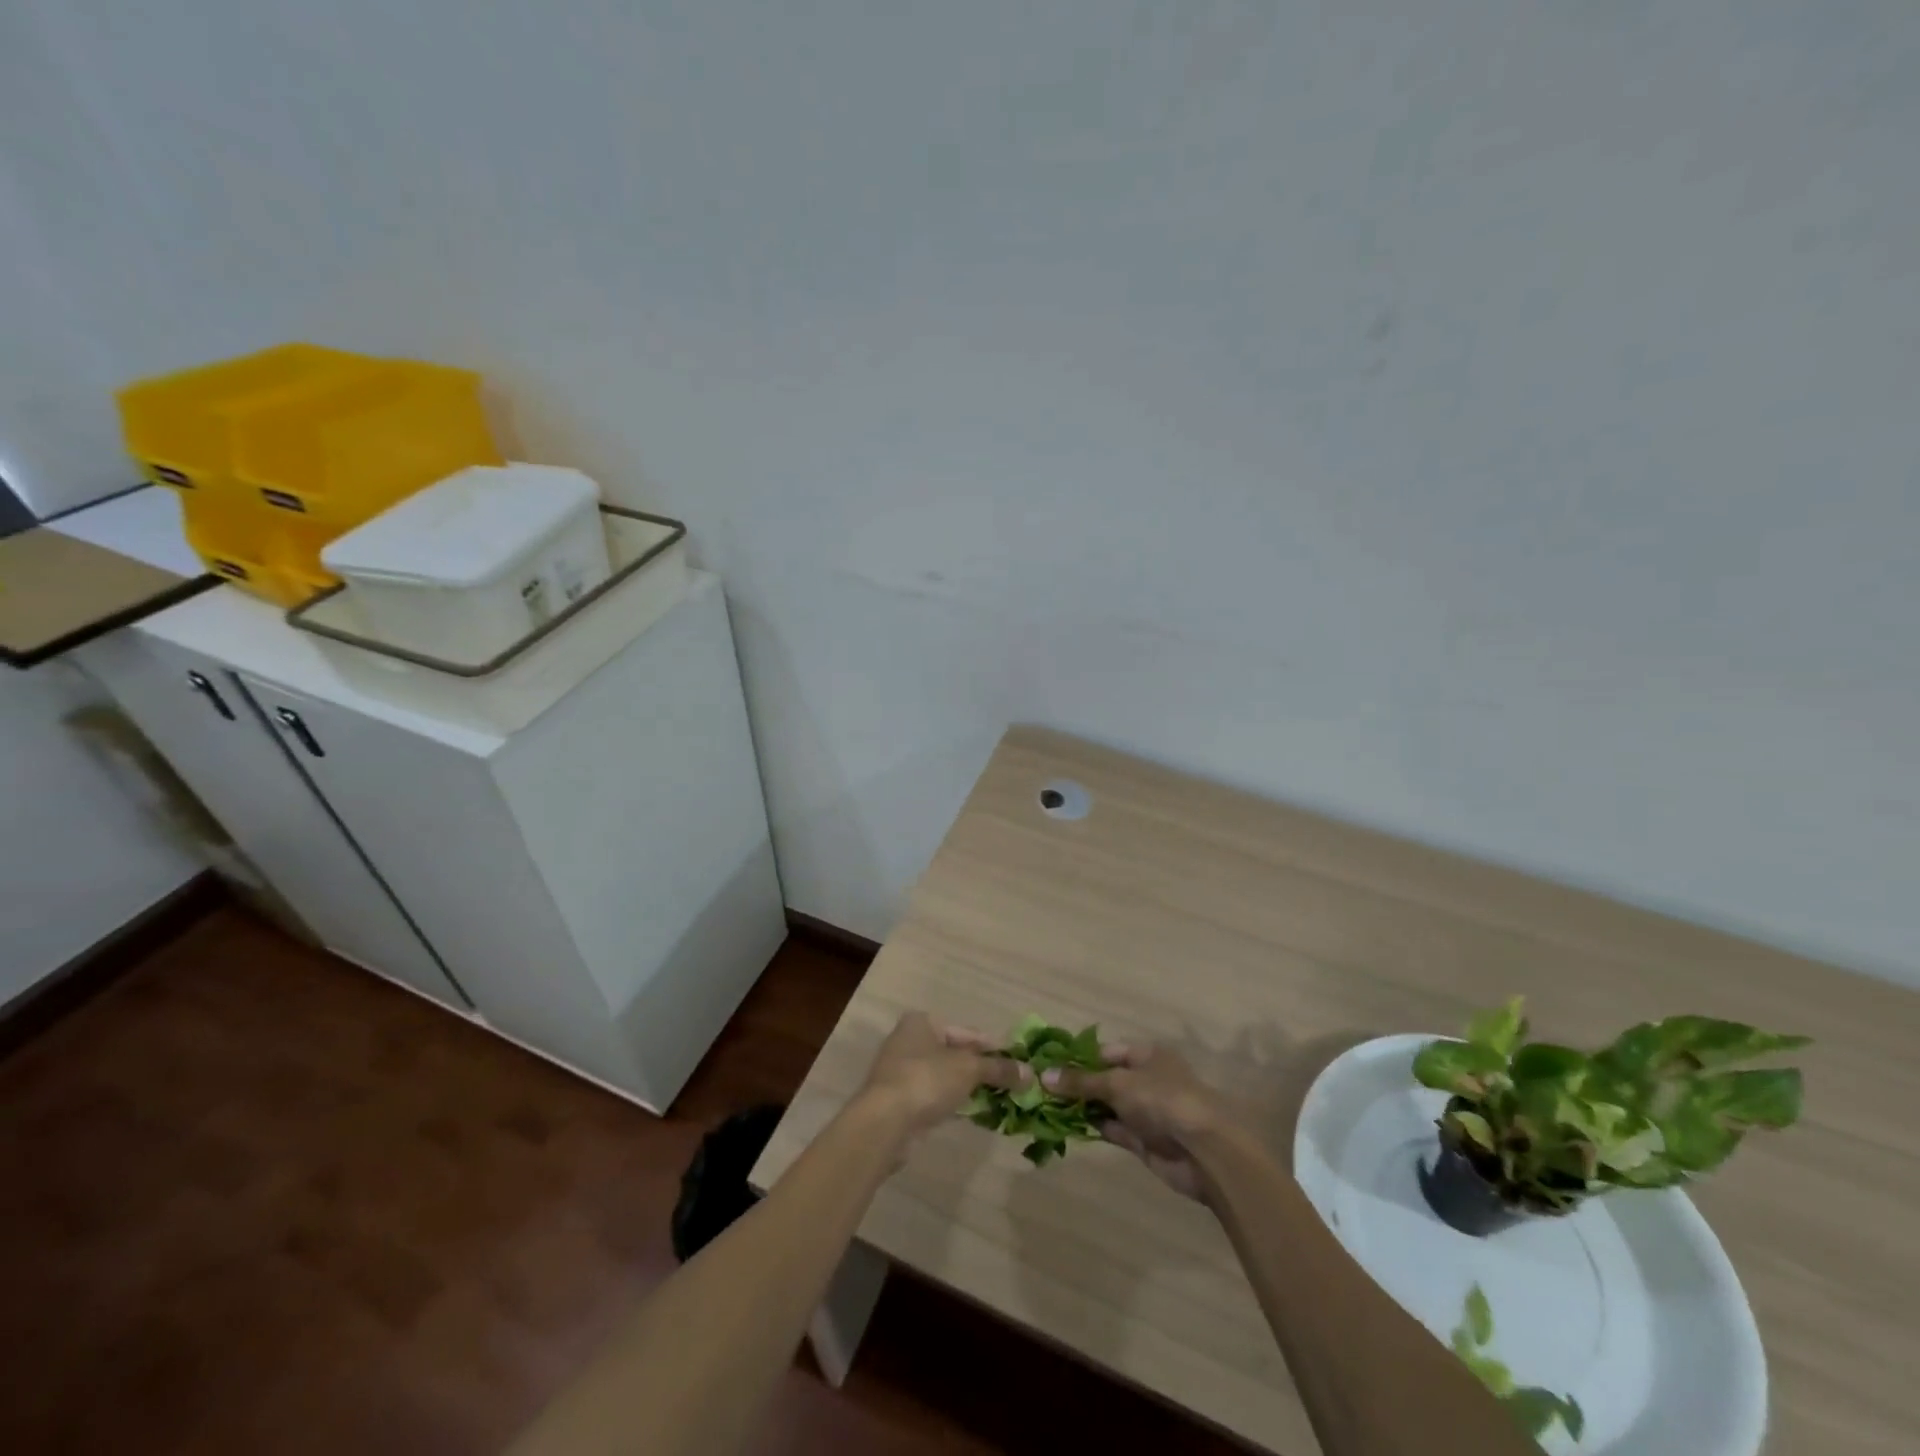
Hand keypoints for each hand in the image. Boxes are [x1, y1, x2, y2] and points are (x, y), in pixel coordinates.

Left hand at [858, 1012, 1021, 1140]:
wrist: (885, 1122)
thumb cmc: (927, 1080)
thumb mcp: (969, 1069)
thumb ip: (999, 1069)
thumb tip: (1031, 1074)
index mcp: (923, 1023)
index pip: (967, 1033)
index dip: (994, 1048)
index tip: (1018, 1064)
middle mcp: (910, 1041)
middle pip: (956, 1054)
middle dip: (983, 1070)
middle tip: (1012, 1085)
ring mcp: (902, 1072)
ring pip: (946, 1077)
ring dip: (970, 1088)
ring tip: (999, 1101)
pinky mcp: (901, 1101)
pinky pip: (935, 1096)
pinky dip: (954, 1103)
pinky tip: (974, 1114)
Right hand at [1044, 1043, 1227, 1201]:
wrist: (1203, 1150)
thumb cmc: (1162, 1100)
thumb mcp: (1117, 1083)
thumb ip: (1081, 1082)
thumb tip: (1043, 1076)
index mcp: (1146, 1055)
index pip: (1105, 1051)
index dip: (1077, 1057)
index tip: (1047, 1064)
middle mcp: (1145, 1080)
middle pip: (1104, 1079)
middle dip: (1076, 1084)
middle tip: (1039, 1088)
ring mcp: (1145, 1112)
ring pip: (1106, 1105)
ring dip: (1081, 1107)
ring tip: (1045, 1107)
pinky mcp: (1143, 1141)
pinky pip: (1112, 1129)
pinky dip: (1092, 1127)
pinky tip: (1065, 1126)